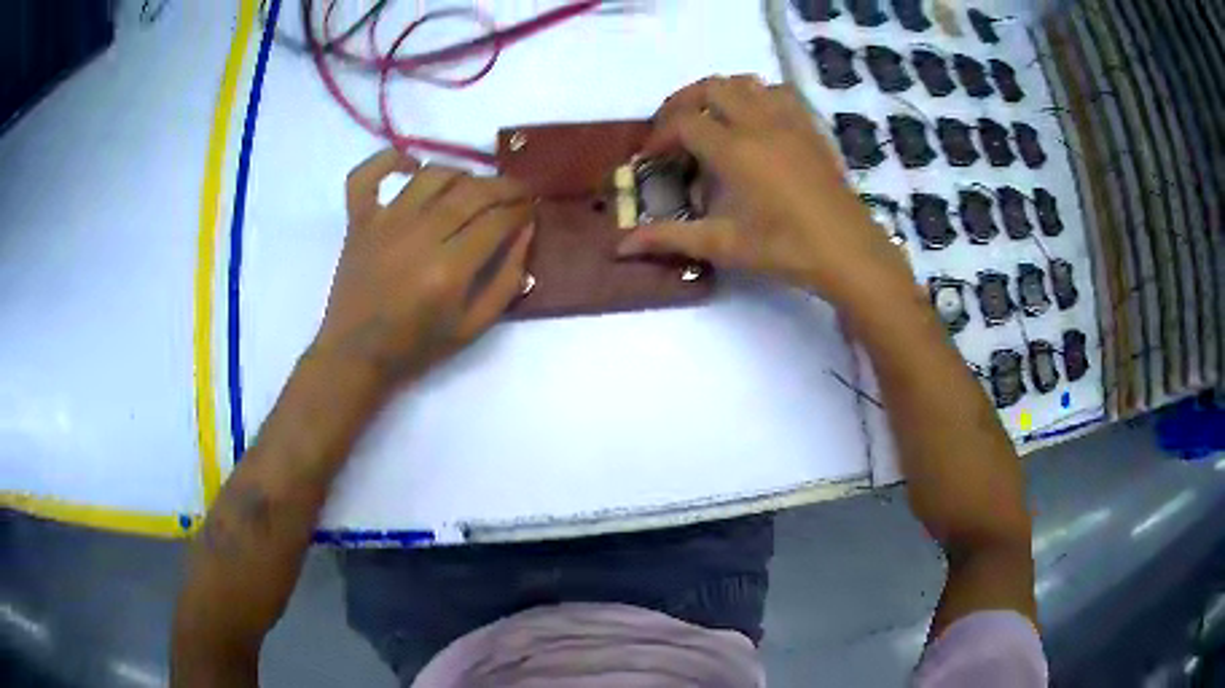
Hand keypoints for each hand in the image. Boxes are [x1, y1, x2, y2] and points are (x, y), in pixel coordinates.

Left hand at [311, 149, 533, 387]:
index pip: (497, 220)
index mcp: (448, 269)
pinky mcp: (358, 220)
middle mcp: (418, 236)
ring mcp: (384, 223)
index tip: (531, 208)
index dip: (521, 209)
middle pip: (471, 191)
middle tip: (518, 190)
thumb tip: (526, 230)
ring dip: (461, 172)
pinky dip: (388, 159)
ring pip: (432, 175)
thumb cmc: (416, 346)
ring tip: (473, 185)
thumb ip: (507, 279)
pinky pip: (367, 175)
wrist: (356, 355)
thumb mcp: (474, 327)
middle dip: (504, 186)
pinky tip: (410, 165)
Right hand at [618, 76, 914, 310]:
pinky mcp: (809, 126)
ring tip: (711, 122)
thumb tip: (621, 246)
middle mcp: (759, 122)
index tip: (651, 158)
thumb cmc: (785, 249)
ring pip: (745, 82)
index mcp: (735, 149)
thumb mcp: (724, 245)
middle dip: (683, 103)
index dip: (660, 136)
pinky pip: (778, 92)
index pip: (684, 122)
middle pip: (711, 87)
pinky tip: (755, 122)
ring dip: (719, 95)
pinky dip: (757, 96)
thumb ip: (670, 237)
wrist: (848, 251)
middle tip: (674, 132)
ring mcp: (789, 120)